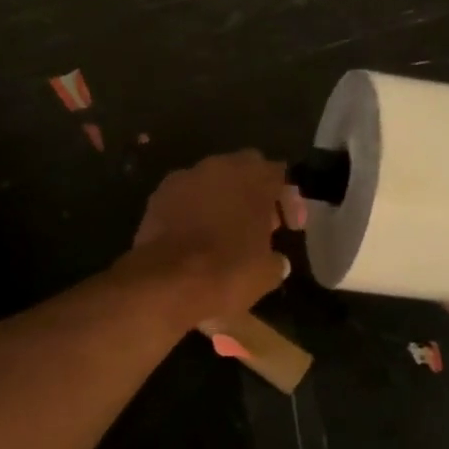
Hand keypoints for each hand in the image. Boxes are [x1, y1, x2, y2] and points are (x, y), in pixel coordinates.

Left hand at [130, 151, 304, 327]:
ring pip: (211, 182)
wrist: (165, 282)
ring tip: (227, 232)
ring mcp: (184, 178)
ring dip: (222, 200)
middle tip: (261, 226)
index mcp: (253, 177)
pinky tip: (196, 237)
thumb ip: (276, 259)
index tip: (291, 228)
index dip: (289, 201)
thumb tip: (276, 261)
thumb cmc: (227, 272)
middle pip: (244, 171)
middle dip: (254, 195)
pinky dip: (194, 211)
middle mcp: (219, 167)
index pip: (279, 175)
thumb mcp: (267, 273)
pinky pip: (185, 197)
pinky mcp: (157, 196)